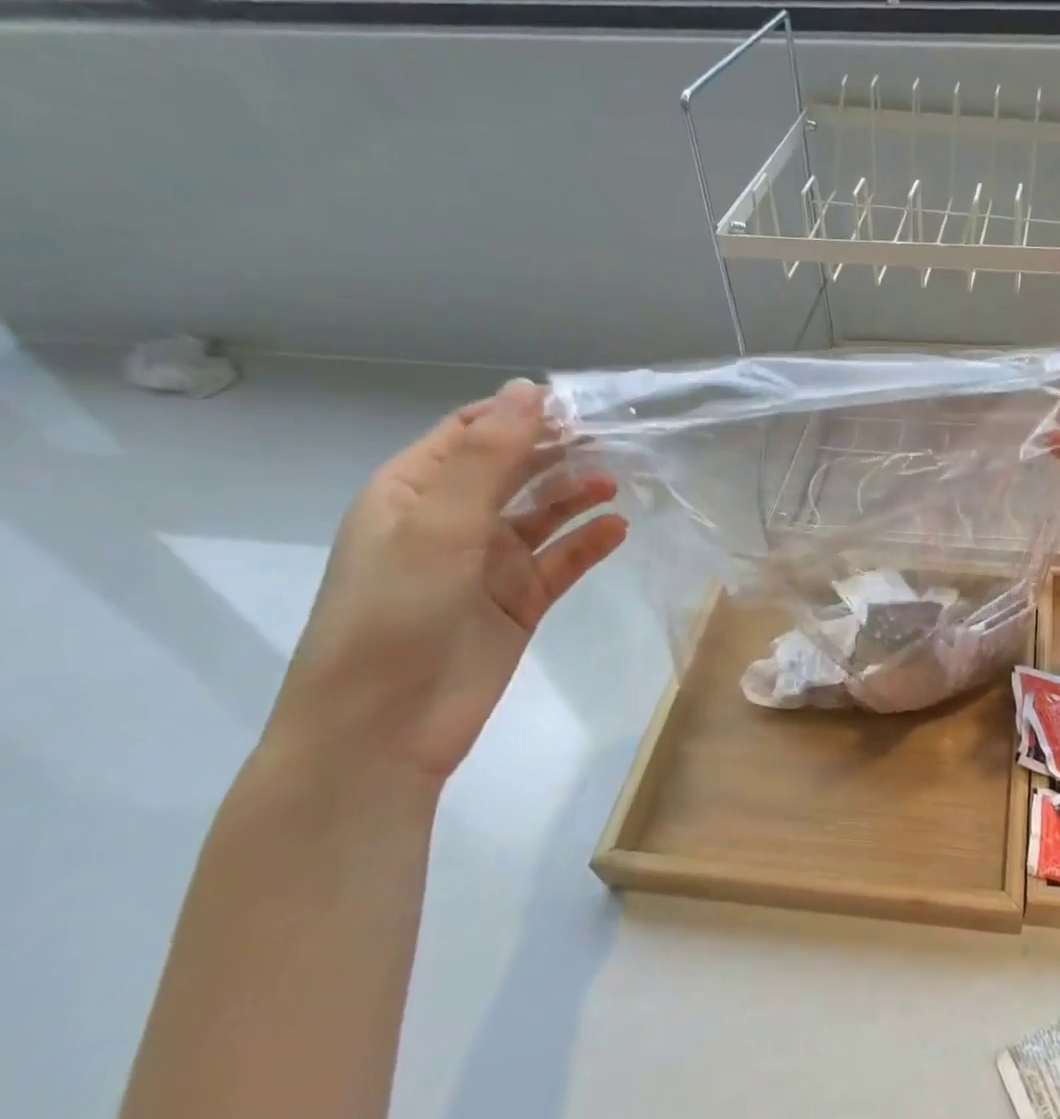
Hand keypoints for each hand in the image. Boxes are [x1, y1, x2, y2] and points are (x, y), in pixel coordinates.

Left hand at [269, 380, 628, 783]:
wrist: (382, 730)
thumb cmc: (395, 614)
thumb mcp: (438, 525)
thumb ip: (488, 457)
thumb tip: (529, 389)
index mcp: (413, 492)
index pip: (472, 432)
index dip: (522, 413)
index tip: (581, 404)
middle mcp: (451, 520)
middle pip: (515, 469)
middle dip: (559, 450)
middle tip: (616, 437)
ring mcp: (488, 563)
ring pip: (543, 513)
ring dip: (577, 493)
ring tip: (618, 480)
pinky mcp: (519, 601)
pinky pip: (562, 560)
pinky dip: (589, 543)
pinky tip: (618, 529)